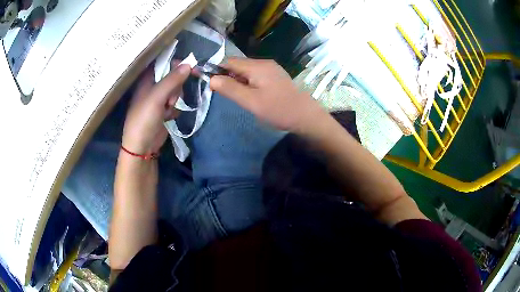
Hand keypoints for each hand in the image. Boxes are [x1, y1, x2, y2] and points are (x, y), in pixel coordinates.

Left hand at [122, 64, 190, 154]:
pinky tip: (168, 118)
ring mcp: (158, 100)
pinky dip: (174, 110)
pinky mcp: (163, 112)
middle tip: (171, 98)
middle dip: (176, 88)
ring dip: (175, 100)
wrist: (142, 147)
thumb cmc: (144, 119)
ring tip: (167, 110)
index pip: (164, 64)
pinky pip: (175, 104)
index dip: (177, 64)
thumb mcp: (157, 97)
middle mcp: (152, 87)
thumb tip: (189, 64)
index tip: (190, 68)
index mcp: (146, 80)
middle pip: (173, 78)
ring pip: (176, 91)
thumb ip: (172, 80)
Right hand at [210, 58, 327, 134]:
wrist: (306, 116)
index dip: (216, 69)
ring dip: (237, 79)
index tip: (208, 82)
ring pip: (246, 70)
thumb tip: (211, 78)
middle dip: (227, 75)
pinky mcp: (275, 75)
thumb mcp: (250, 101)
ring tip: (237, 96)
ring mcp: (271, 68)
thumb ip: (230, 88)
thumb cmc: (278, 109)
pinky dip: (247, 81)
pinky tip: (250, 94)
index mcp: (256, 66)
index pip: (228, 61)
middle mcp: (264, 62)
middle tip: (224, 93)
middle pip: (237, 64)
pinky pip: (255, 74)